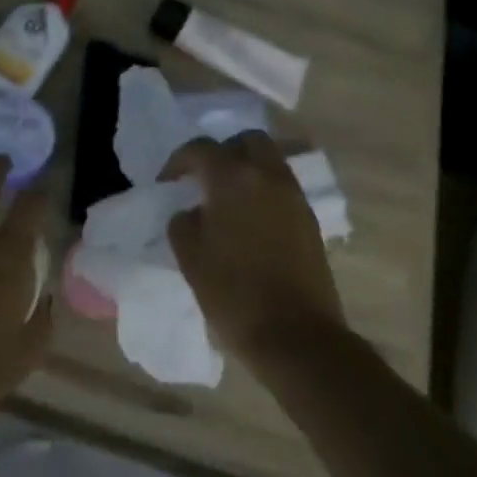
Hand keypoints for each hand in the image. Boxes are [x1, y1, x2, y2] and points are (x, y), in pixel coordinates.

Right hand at [162, 132, 345, 365]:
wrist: (296, 336)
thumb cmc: (234, 294)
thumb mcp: (190, 257)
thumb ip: (183, 222)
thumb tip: (190, 211)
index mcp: (233, 179)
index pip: (200, 148)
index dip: (178, 162)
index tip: (166, 184)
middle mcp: (268, 176)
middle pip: (246, 141)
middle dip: (222, 152)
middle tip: (204, 179)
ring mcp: (294, 196)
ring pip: (269, 161)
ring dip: (246, 169)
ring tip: (226, 200)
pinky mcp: (309, 219)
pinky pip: (282, 187)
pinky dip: (263, 190)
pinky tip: (248, 220)